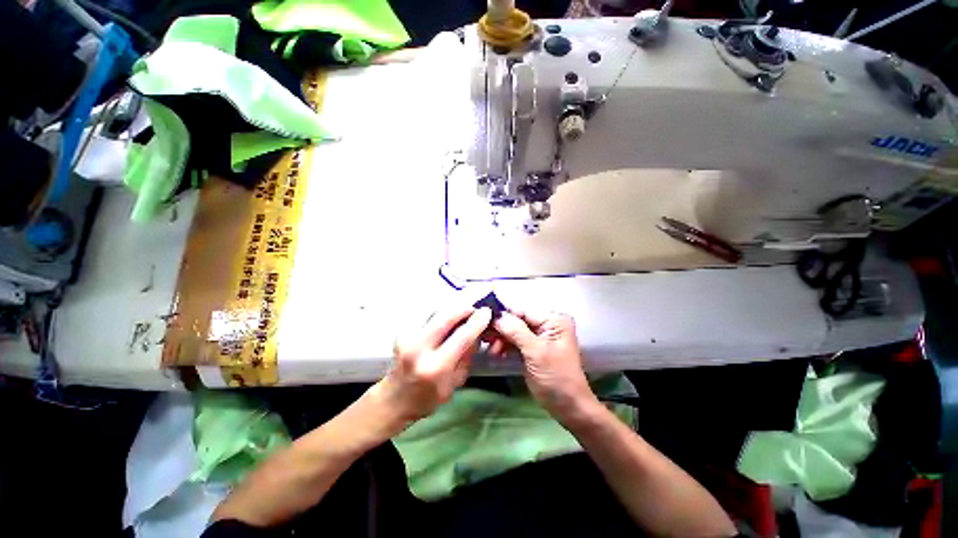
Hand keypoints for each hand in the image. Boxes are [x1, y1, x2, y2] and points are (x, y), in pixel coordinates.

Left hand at [376, 305, 491, 425]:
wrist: (395, 398)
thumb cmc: (429, 396)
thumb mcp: (456, 382)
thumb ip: (467, 355)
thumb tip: (476, 329)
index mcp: (436, 367)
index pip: (462, 337)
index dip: (477, 321)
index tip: (486, 312)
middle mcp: (419, 348)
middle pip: (446, 315)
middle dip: (464, 306)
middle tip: (474, 307)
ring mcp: (406, 336)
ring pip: (434, 309)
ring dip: (451, 305)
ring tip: (462, 309)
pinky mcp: (401, 330)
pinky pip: (425, 311)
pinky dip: (439, 309)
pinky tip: (446, 313)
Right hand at [492, 311, 599, 423]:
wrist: (568, 408)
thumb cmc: (556, 378)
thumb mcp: (536, 352)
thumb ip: (516, 331)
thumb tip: (496, 315)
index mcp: (553, 320)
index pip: (523, 311)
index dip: (503, 315)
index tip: (483, 320)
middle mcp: (547, 324)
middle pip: (517, 320)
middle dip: (501, 329)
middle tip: (484, 337)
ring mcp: (540, 337)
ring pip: (514, 331)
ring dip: (501, 338)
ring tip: (491, 350)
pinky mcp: (533, 348)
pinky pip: (515, 341)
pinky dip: (505, 346)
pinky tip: (496, 353)